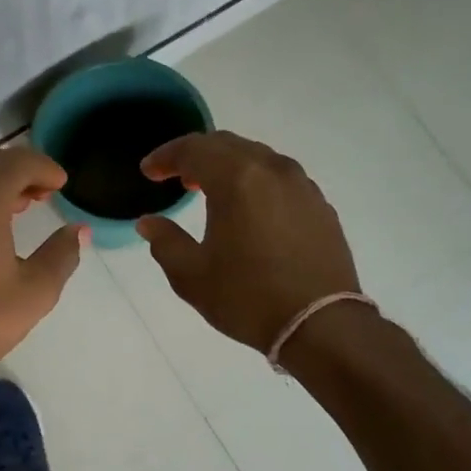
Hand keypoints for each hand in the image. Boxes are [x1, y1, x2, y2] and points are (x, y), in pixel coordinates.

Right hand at [135, 130, 360, 354]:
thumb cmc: (247, 298)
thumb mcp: (191, 275)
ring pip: (257, 157)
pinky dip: (255, 180)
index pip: (193, 149)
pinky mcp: (320, 205)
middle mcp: (272, 170)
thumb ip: (165, 242)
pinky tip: (248, 207)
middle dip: (196, 155)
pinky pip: (279, 177)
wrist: (321, 325)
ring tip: (208, 188)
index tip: (148, 172)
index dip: (166, 156)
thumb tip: (149, 222)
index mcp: (237, 179)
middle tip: (175, 175)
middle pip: (227, 144)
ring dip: (227, 165)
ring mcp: (302, 185)